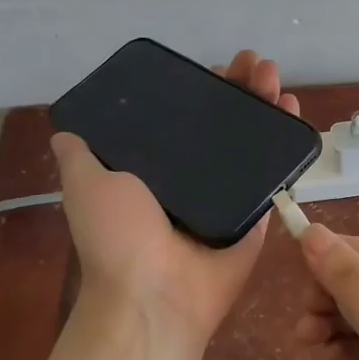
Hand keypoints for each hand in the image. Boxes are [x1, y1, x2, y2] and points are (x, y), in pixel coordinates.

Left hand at [51, 50, 299, 350]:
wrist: (154, 296)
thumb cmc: (118, 237)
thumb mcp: (86, 185)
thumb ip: (80, 156)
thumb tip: (64, 130)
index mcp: (158, 170)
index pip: (185, 118)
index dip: (202, 91)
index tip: (215, 67)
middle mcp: (196, 179)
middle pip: (225, 123)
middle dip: (241, 90)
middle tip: (254, 63)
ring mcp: (229, 195)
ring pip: (254, 142)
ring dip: (267, 105)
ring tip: (275, 76)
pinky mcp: (257, 213)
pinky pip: (275, 174)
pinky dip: (288, 145)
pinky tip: (294, 111)